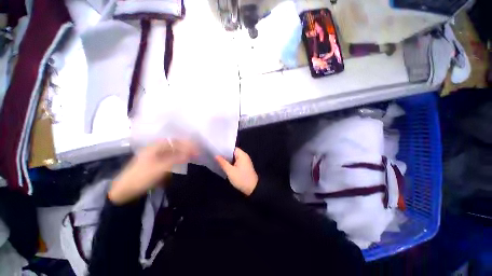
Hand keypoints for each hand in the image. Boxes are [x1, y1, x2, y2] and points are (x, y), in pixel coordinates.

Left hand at [109, 140, 196, 204]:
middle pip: (176, 146)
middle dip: (187, 149)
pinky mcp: (157, 164)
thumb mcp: (160, 168)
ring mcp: (157, 157)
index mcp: (156, 147)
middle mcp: (157, 149)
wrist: (125, 191)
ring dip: (183, 154)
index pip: (176, 142)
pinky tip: (183, 163)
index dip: (187, 144)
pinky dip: (178, 160)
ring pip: (174, 153)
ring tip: (192, 158)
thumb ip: (176, 159)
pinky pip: (171, 159)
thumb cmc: (141, 177)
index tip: (196, 149)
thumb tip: (190, 153)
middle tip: (197, 154)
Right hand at [215, 148, 258, 195]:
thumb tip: (216, 156)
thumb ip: (223, 162)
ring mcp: (245, 162)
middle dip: (225, 154)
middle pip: (233, 153)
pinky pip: (236, 162)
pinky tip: (224, 165)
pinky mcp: (244, 166)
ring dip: (228, 159)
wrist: (252, 188)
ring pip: (234, 158)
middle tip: (215, 155)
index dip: (225, 148)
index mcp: (242, 155)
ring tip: (218, 159)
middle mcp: (244, 156)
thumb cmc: (241, 178)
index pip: (232, 148)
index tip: (217, 149)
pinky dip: (231, 163)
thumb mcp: (230, 171)